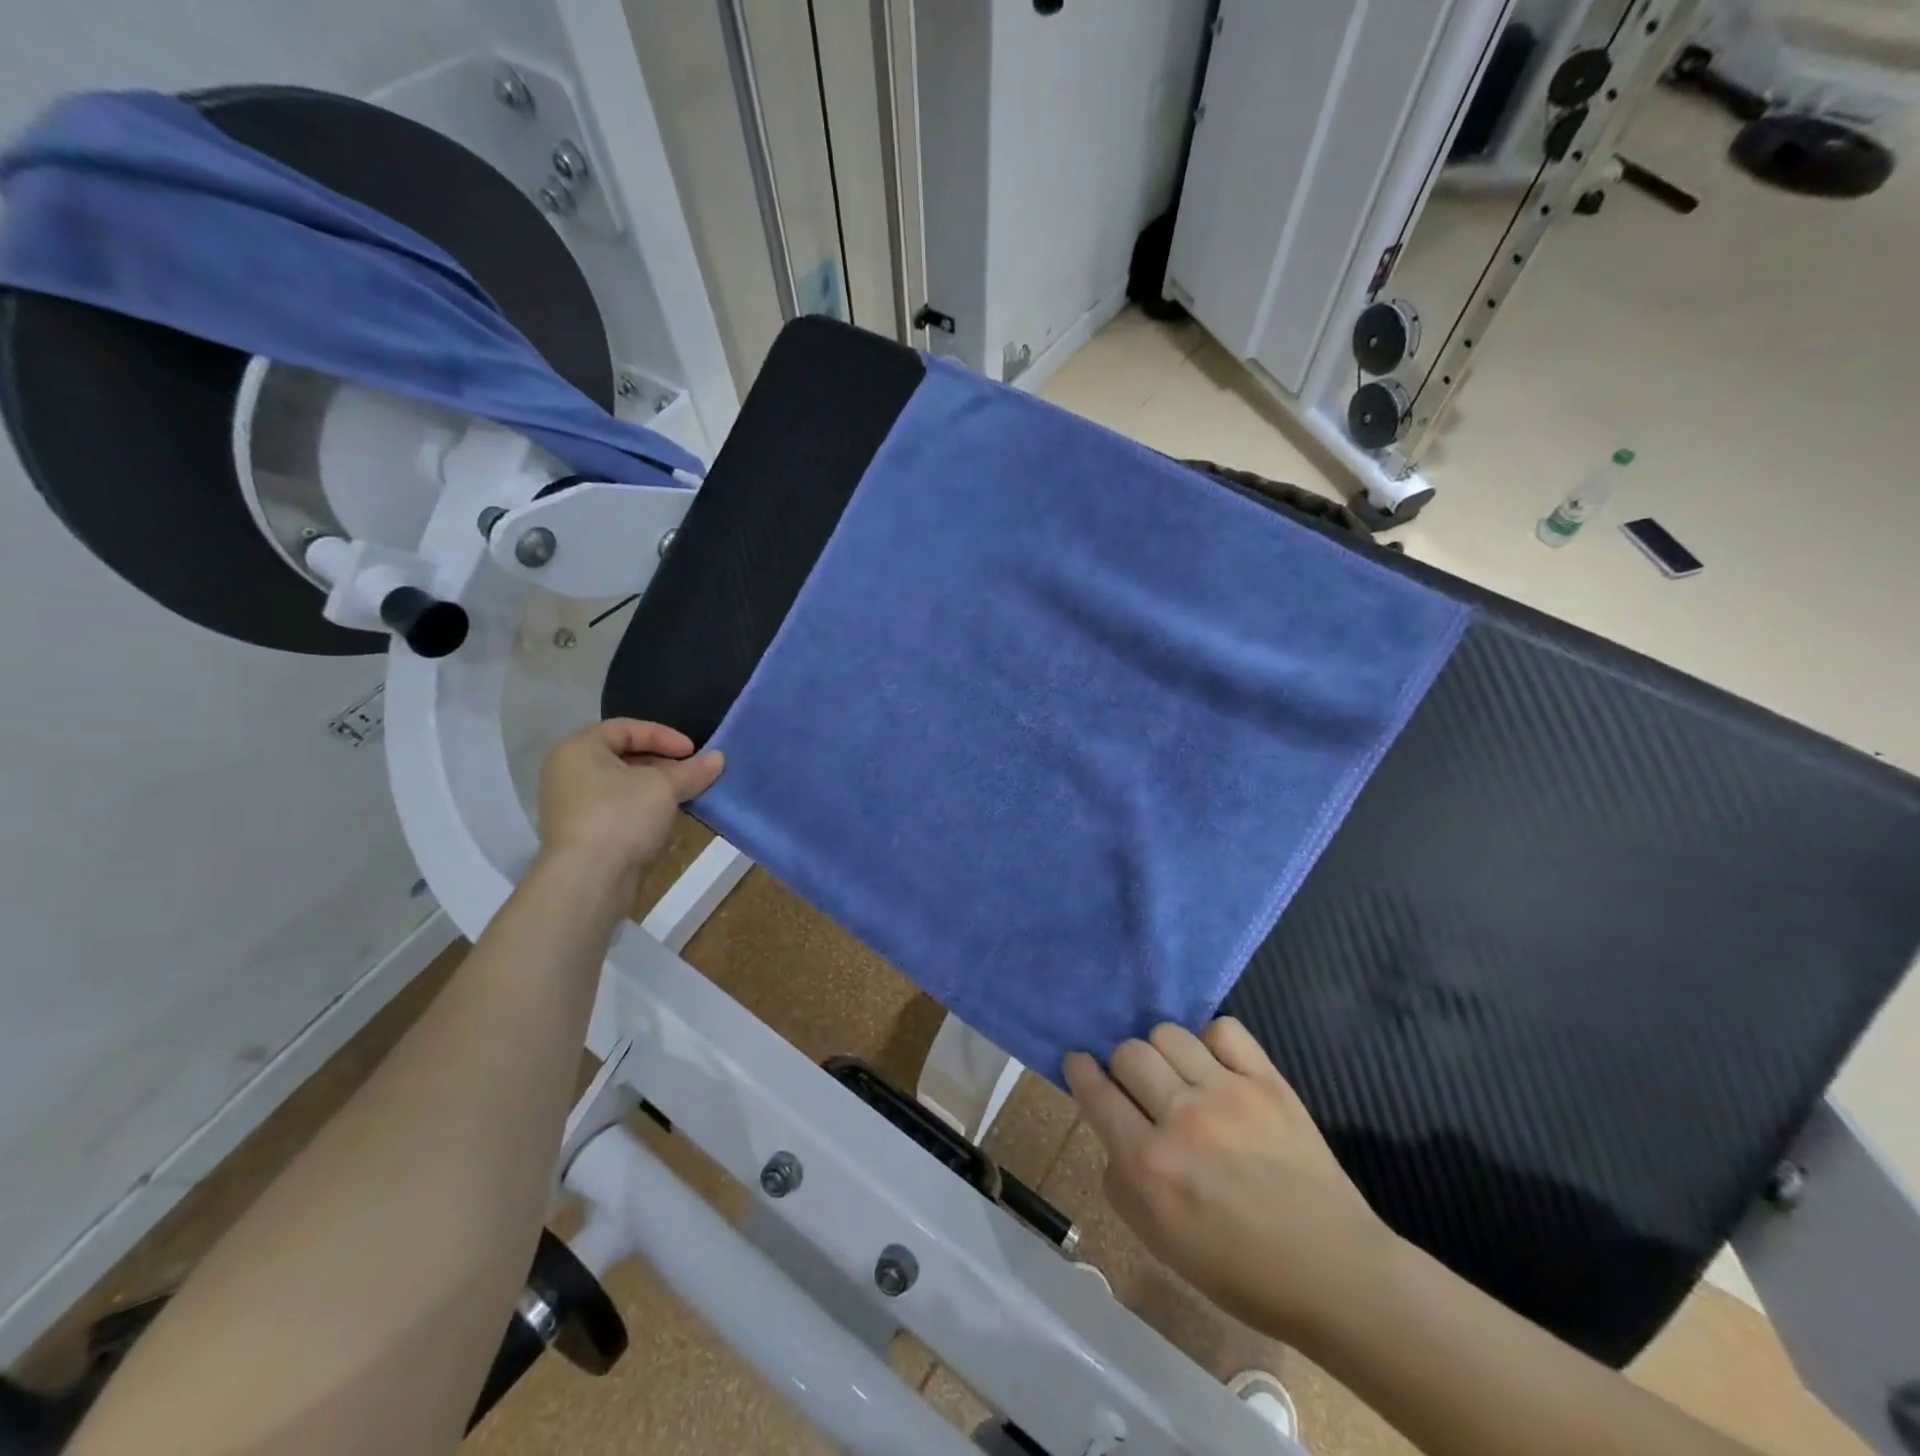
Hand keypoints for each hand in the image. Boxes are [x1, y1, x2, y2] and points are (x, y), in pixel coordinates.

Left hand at [536, 719, 722, 880]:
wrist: (588, 880)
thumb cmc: (621, 816)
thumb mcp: (664, 787)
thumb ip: (692, 771)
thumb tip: (718, 758)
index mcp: (579, 749)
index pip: (626, 728)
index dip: (663, 735)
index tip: (693, 752)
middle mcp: (568, 772)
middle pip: (623, 756)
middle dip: (662, 764)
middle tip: (691, 774)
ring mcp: (570, 805)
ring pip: (621, 785)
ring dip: (655, 788)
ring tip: (684, 796)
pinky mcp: (580, 833)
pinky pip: (616, 809)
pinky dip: (641, 809)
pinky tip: (665, 820)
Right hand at [1064, 1019, 1395, 1343]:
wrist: (1334, 1272)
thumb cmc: (1240, 1270)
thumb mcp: (1160, 1242)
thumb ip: (1121, 1183)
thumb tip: (1113, 1135)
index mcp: (1150, 1164)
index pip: (1096, 1092)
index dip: (1079, 1069)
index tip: (1077, 1061)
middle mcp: (1182, 1118)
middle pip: (1129, 1052)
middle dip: (1122, 1065)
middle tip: (1139, 1086)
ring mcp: (1227, 1093)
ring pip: (1168, 1033)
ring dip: (1163, 1051)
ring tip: (1178, 1074)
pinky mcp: (1268, 1081)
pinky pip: (1223, 1029)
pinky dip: (1211, 1042)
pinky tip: (1217, 1067)